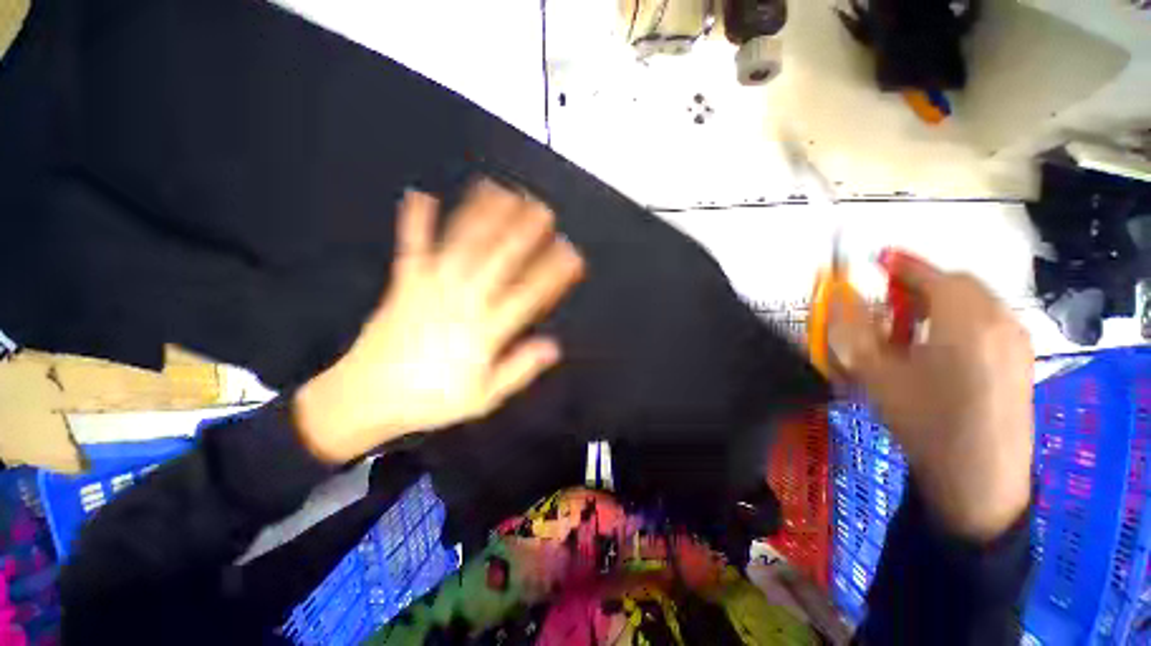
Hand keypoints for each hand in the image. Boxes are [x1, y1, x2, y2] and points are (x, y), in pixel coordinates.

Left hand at [294, 181, 584, 463]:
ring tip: (500, 190)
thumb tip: (553, 346)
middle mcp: (462, 302)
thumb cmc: (431, 399)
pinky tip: (420, 194)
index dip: (553, 272)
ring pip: (462, 245)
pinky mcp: (403, 283)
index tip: (571, 254)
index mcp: (484, 331)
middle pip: (499, 260)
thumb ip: (519, 368)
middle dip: (524, 232)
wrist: (366, 398)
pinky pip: (411, 247)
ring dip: (483, 216)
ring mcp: (431, 288)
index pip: (529, 295)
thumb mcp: (484, 396)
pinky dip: (415, 220)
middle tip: (543, 210)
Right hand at [828, 251, 1032, 541]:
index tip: (874, 261)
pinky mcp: (1022, 359)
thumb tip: (838, 294)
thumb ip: (851, 327)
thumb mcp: (874, 373)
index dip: (899, 264)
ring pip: (974, 302)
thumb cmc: (924, 422)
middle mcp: (999, 320)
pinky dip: (960, 321)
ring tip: (912, 334)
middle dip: (919, 287)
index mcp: (965, 320)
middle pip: (957, 284)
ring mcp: (1017, 340)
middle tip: (889, 310)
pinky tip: (941, 352)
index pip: (931, 274)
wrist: (978, 479)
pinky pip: (989, 321)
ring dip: (940, 304)